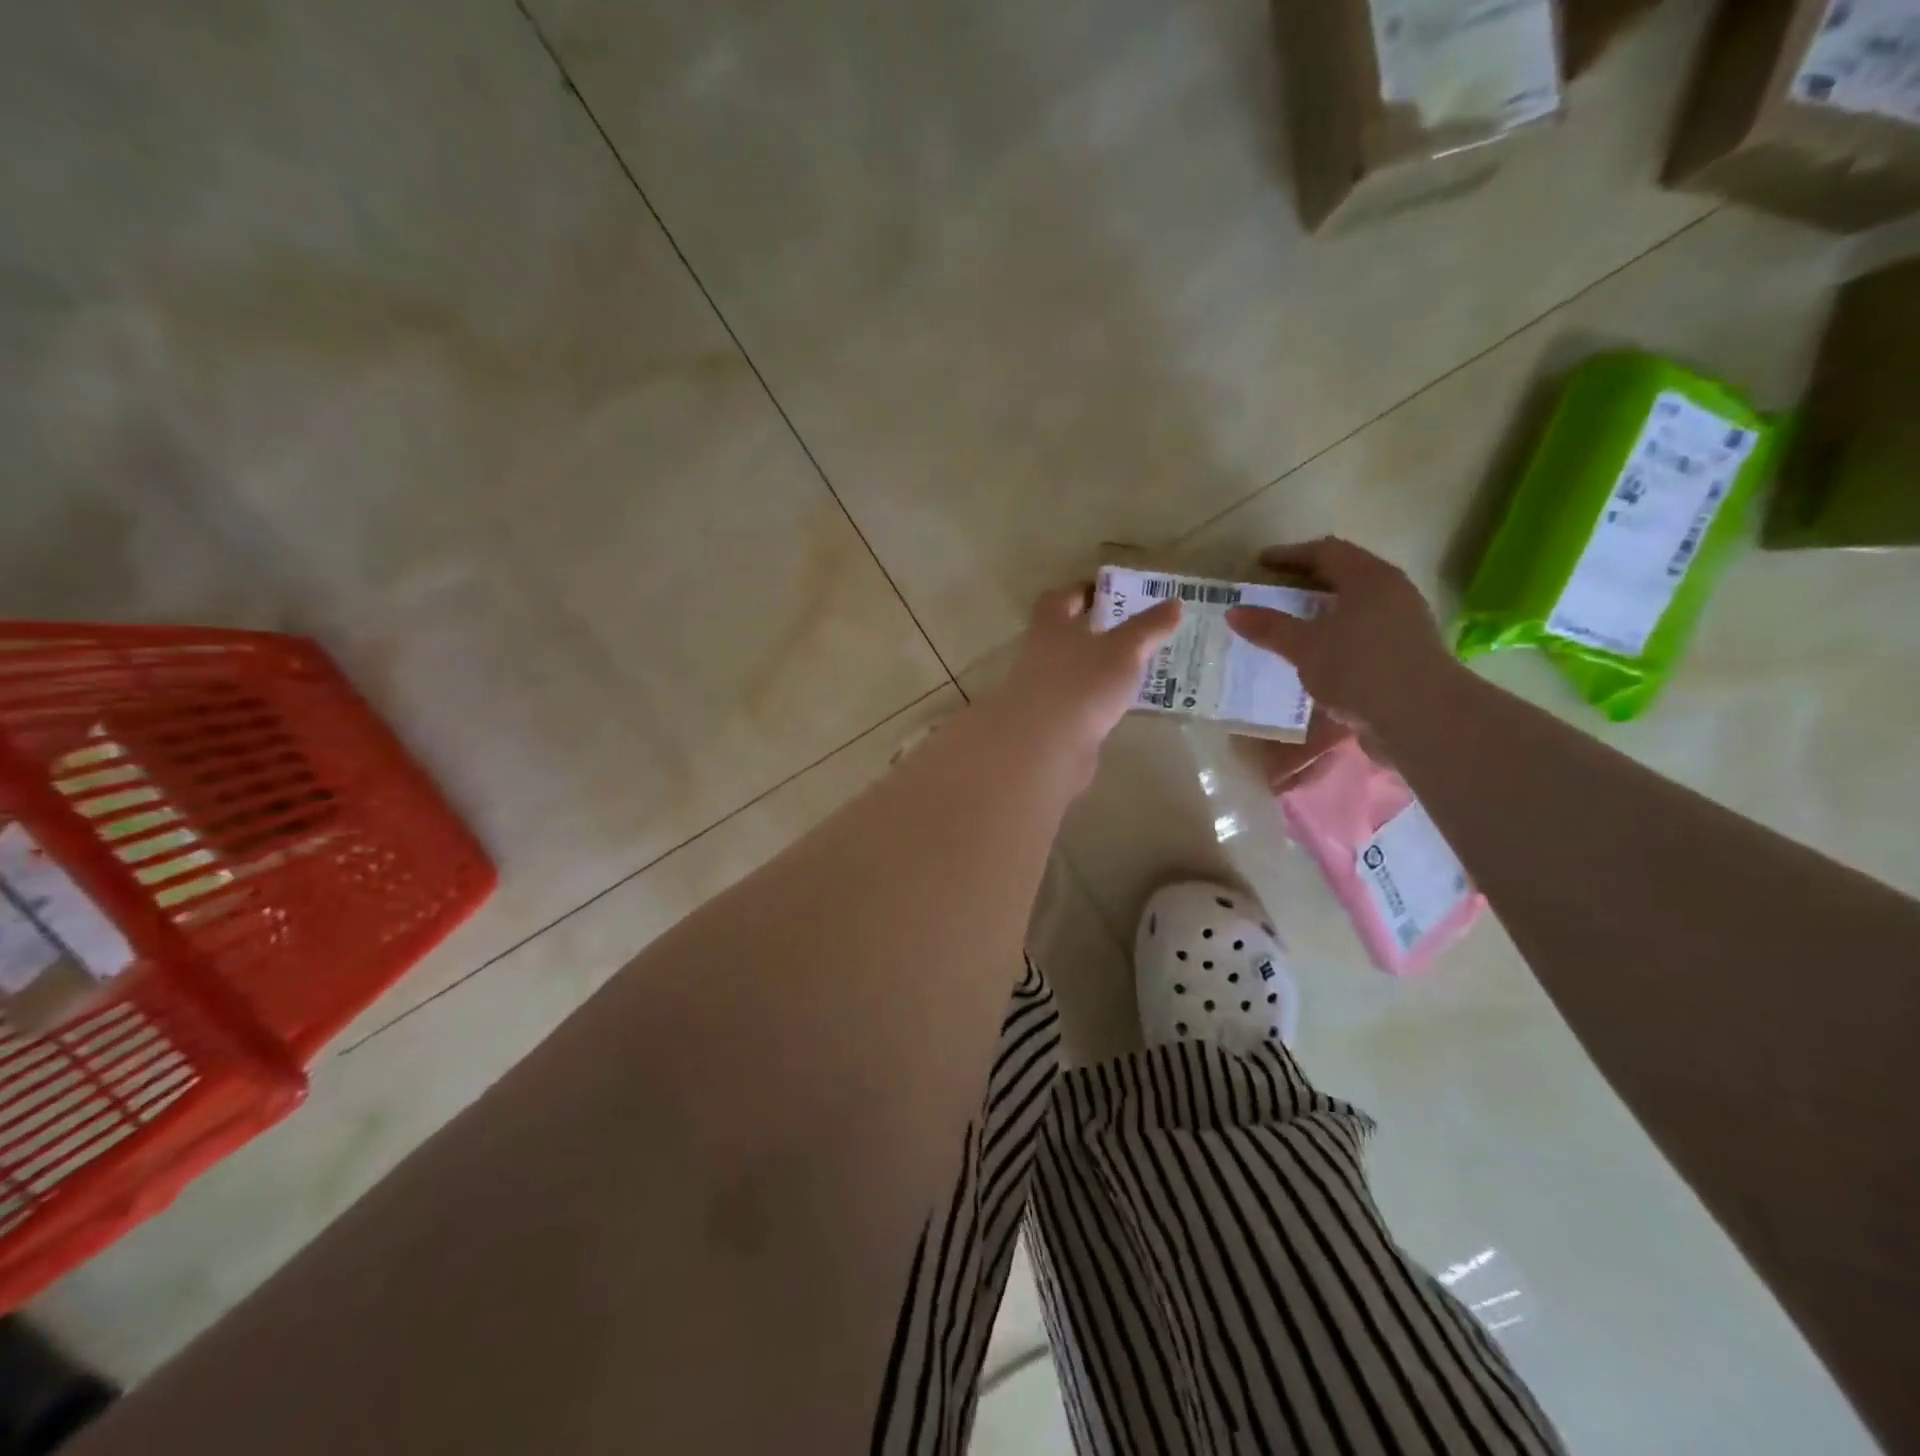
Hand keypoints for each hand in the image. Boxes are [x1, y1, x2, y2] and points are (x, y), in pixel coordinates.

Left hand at [987, 585, 1181, 761]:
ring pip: (1071, 671)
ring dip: (1095, 669)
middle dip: (1093, 632)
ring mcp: (1041, 692)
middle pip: (1064, 636)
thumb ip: (1147, 628)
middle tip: (1130, 631)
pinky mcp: (1049, 724)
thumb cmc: (1082, 683)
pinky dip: (1094, 701)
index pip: (1059, 599)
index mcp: (1050, 627)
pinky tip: (1118, 706)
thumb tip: (1174, 603)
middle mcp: (1039, 655)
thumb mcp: (1124, 650)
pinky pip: (1075, 703)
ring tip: (1133, 670)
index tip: (1108, 592)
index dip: (1081, 592)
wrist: (1045, 747)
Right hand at [1226, 538, 1453, 730]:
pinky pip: (1361, 636)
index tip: (1260, 564)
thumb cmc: (1360, 668)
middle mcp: (1391, 594)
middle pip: (1344, 577)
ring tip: (1289, 628)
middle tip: (1272, 593)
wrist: (1422, 718)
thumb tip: (1234, 612)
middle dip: (1306, 584)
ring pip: (1354, 608)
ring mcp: (1402, 625)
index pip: (1326, 552)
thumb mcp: (1305, 647)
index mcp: (1369, 578)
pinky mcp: (1404, 656)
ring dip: (1321, 614)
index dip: (1290, 555)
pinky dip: (1334, 639)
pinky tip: (1314, 659)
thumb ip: (1270, 627)